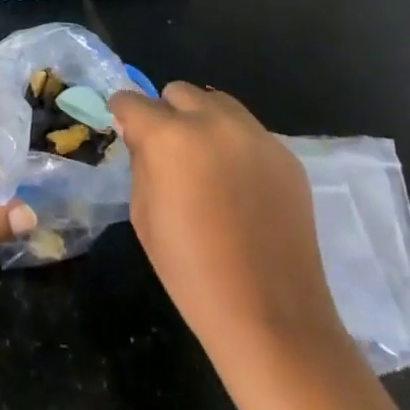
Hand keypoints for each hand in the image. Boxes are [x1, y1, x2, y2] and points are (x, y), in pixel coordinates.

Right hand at [110, 82, 396, 409]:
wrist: (271, 317)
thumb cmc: (191, 272)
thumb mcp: (143, 214)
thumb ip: (140, 162)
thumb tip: (140, 135)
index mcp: (170, 137)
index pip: (132, 101)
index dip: (123, 113)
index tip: (123, 127)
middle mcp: (213, 123)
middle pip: (178, 92)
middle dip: (165, 113)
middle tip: (166, 149)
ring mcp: (256, 136)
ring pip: (218, 103)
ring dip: (202, 120)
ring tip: (204, 161)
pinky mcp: (286, 155)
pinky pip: (249, 132)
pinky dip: (234, 144)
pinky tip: (237, 183)